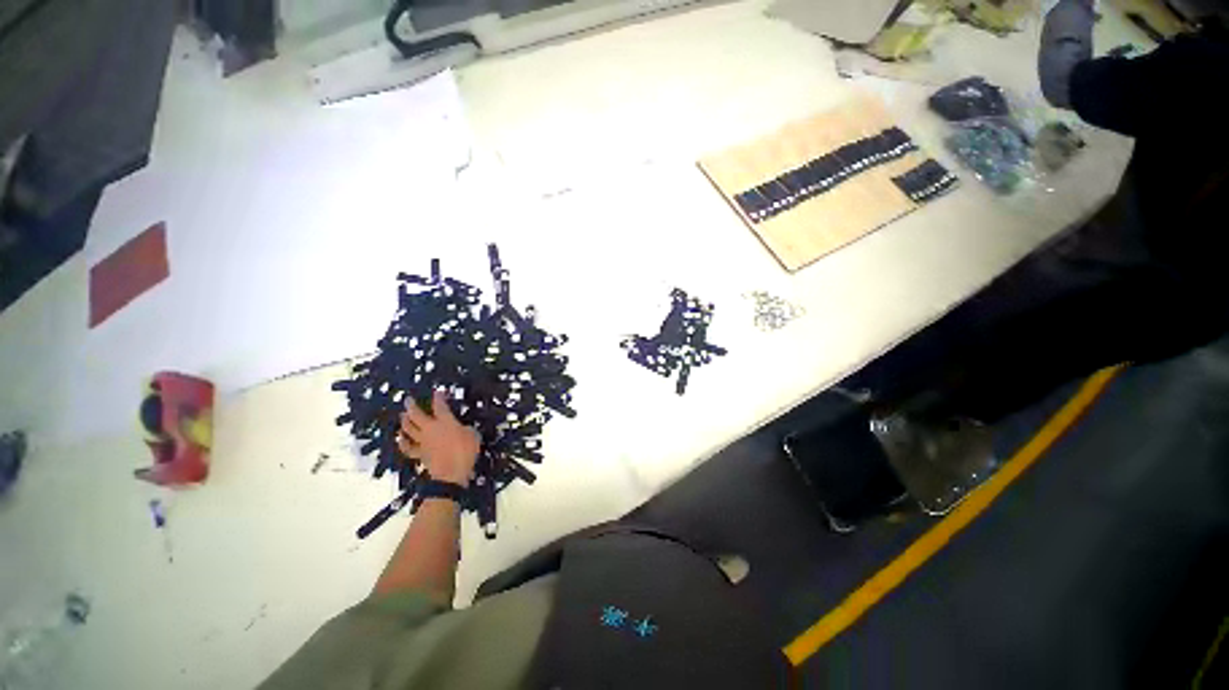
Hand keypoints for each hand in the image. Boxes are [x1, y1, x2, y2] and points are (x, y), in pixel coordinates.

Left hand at [397, 390, 479, 486]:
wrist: (451, 474)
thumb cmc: (465, 452)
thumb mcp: (473, 435)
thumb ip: (466, 429)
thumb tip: (462, 429)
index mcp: (445, 421)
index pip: (440, 405)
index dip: (439, 397)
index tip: (438, 392)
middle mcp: (431, 428)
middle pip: (416, 415)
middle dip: (412, 406)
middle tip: (408, 400)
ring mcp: (422, 441)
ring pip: (409, 428)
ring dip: (405, 421)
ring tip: (403, 416)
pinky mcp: (419, 453)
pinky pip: (408, 447)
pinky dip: (403, 442)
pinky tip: (401, 439)